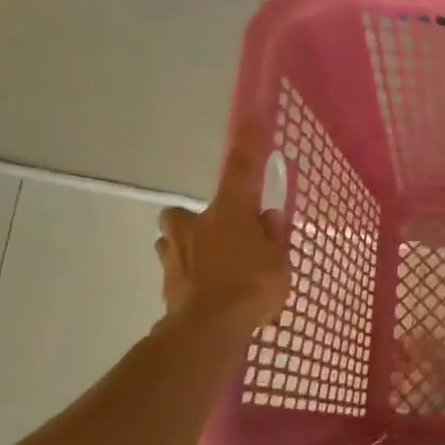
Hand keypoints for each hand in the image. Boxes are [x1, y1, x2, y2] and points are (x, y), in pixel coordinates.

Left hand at [155, 125, 289, 336]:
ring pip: (172, 241)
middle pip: (183, 213)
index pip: (241, 168)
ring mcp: (174, 254)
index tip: (252, 115)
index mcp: (229, 211)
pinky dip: (187, 278)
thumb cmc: (252, 286)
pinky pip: (175, 272)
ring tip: (210, 269)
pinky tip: (203, 294)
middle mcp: (195, 224)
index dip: (248, 142)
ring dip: (186, 248)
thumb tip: (268, 215)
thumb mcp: (279, 260)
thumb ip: (273, 235)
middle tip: (219, 237)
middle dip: (195, 221)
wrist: (208, 329)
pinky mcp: (165, 283)